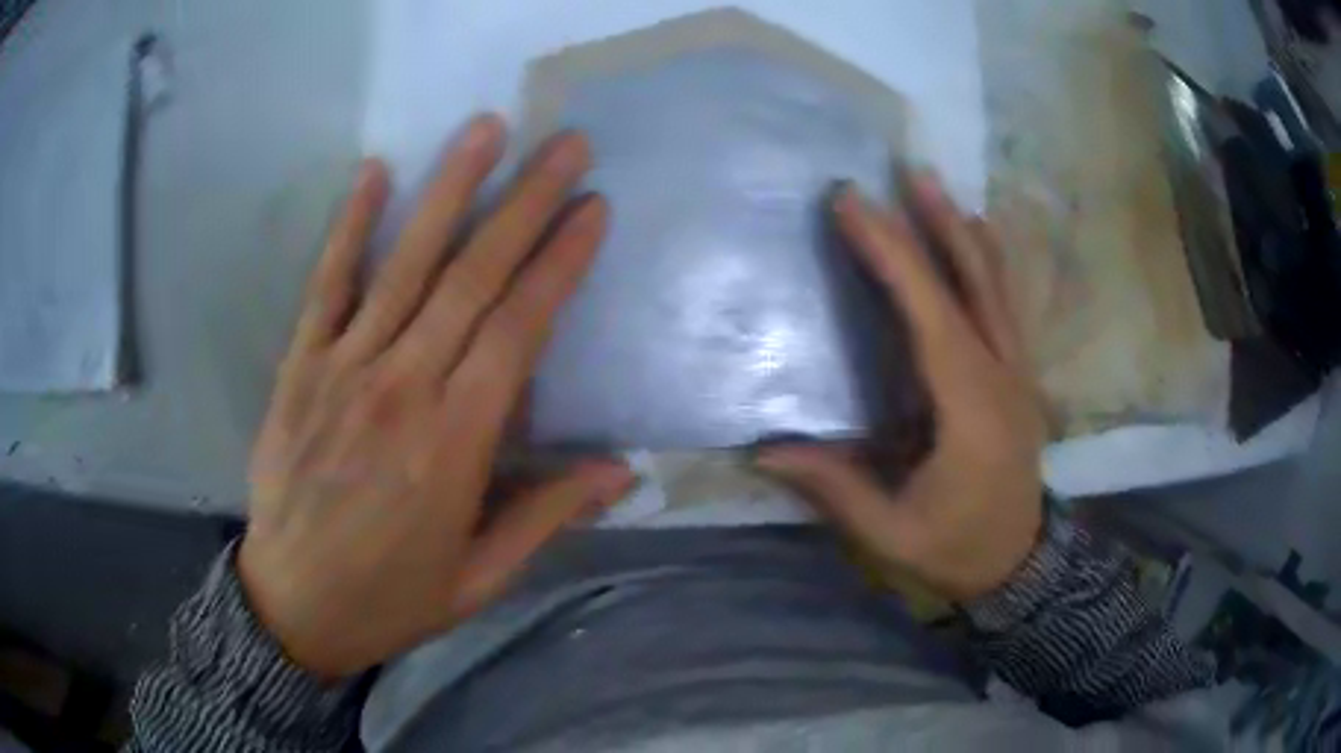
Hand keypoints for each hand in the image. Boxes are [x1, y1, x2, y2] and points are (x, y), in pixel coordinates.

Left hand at [239, 115, 633, 679]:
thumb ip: (545, 517)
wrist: (293, 607)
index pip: (519, 330)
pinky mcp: (299, 369)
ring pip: (404, 265)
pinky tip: (374, 173)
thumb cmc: (391, 598)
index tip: (592, 208)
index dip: (560, 262)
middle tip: (565, 144)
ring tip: (486, 129)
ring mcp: (342, 371)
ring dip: (449, 190)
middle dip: (524, 203)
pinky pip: (325, 287)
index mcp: (455, 445)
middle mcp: (401, 389)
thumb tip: (620, 470)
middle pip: (472, 278)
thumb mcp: (480, 579)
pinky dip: (349, 228)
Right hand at [757, 173, 1046, 602]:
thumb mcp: (893, 536)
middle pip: (972, 284)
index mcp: (970, 409)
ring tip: (937, 188)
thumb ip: (836, 489)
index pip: (929, 313)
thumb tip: (764, 450)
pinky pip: (1006, 305)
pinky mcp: (1020, 377)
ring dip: (966, 232)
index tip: (853, 205)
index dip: (891, 254)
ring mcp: (1019, 373)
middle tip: (906, 172)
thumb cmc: (956, 551)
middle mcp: (1002, 376)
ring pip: (997, 287)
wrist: (1020, 564)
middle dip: (935, 224)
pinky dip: (990, 262)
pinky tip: (978, 235)